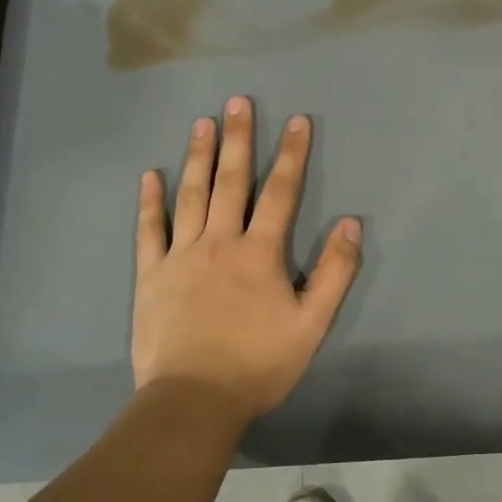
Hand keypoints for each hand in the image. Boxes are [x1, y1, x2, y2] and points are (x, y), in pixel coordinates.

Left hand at [133, 97, 360, 422]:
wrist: (193, 400)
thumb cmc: (258, 364)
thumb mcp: (312, 324)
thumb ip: (335, 272)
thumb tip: (351, 223)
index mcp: (260, 252)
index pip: (281, 192)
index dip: (292, 155)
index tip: (297, 120)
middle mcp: (220, 242)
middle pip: (232, 181)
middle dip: (239, 139)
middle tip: (238, 101)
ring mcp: (181, 255)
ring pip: (191, 195)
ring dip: (198, 157)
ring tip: (202, 123)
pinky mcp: (151, 275)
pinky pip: (149, 230)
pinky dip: (150, 202)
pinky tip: (150, 175)